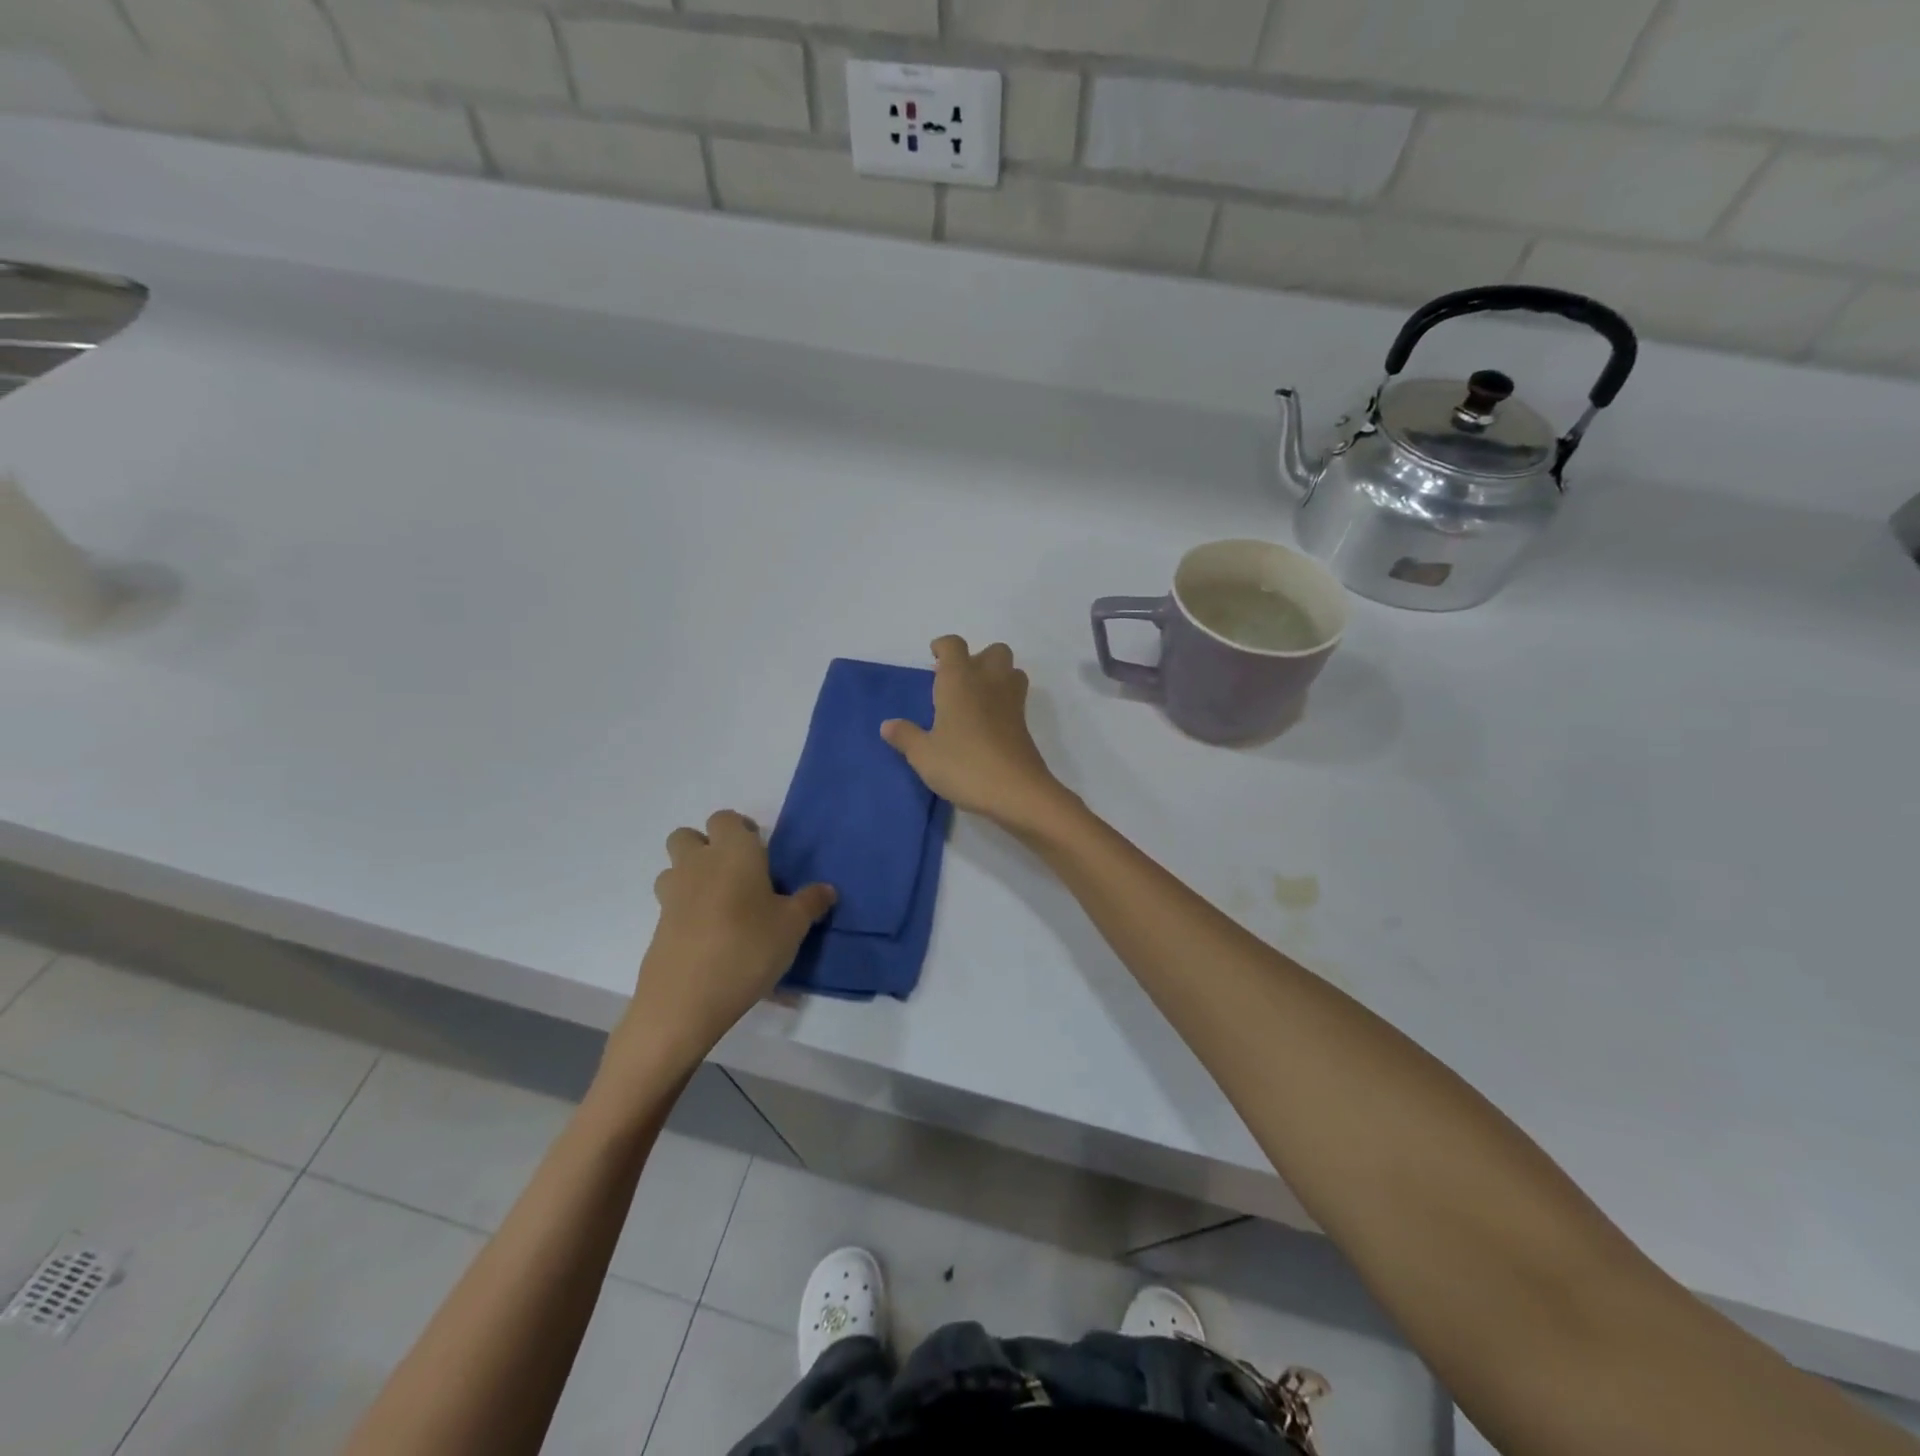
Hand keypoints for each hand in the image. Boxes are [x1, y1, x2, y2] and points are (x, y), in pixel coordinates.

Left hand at [608, 811, 833, 1079]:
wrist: (685, 1000)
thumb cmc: (747, 949)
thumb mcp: (793, 927)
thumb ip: (811, 903)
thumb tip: (827, 889)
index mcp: (733, 853)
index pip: (726, 819)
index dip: (741, 829)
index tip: (761, 851)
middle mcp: (697, 865)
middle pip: (688, 836)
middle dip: (707, 846)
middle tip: (738, 874)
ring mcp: (672, 896)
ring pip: (675, 869)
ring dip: (692, 876)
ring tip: (722, 905)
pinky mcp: (659, 927)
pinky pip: (673, 905)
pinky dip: (688, 912)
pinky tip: (713, 939)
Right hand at [881, 636, 1076, 836]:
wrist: (1016, 791)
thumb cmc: (964, 766)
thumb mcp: (924, 755)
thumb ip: (905, 736)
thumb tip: (888, 725)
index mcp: (959, 680)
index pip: (954, 646)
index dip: (943, 647)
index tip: (933, 659)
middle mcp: (988, 681)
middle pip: (992, 651)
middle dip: (976, 658)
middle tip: (956, 682)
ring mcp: (1011, 701)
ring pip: (1010, 670)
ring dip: (995, 676)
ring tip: (975, 699)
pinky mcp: (1024, 723)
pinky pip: (1015, 697)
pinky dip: (1003, 700)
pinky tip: (986, 724)